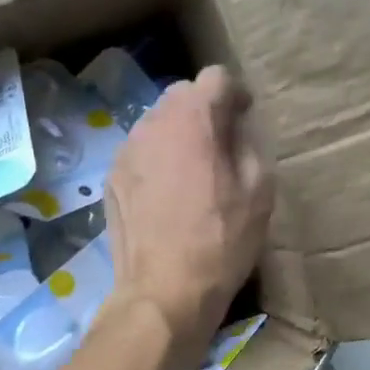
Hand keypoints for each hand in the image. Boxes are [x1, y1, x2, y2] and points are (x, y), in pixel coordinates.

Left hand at [104, 66, 273, 350]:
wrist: (164, 292)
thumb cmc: (220, 242)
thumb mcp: (259, 191)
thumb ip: (248, 144)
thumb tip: (235, 128)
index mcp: (193, 118)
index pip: (216, 77)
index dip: (235, 95)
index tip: (243, 119)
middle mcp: (152, 123)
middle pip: (180, 97)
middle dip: (202, 112)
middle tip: (219, 146)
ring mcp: (125, 152)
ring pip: (155, 125)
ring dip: (176, 137)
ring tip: (191, 173)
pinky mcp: (110, 180)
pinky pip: (138, 155)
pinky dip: (155, 162)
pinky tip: (166, 197)